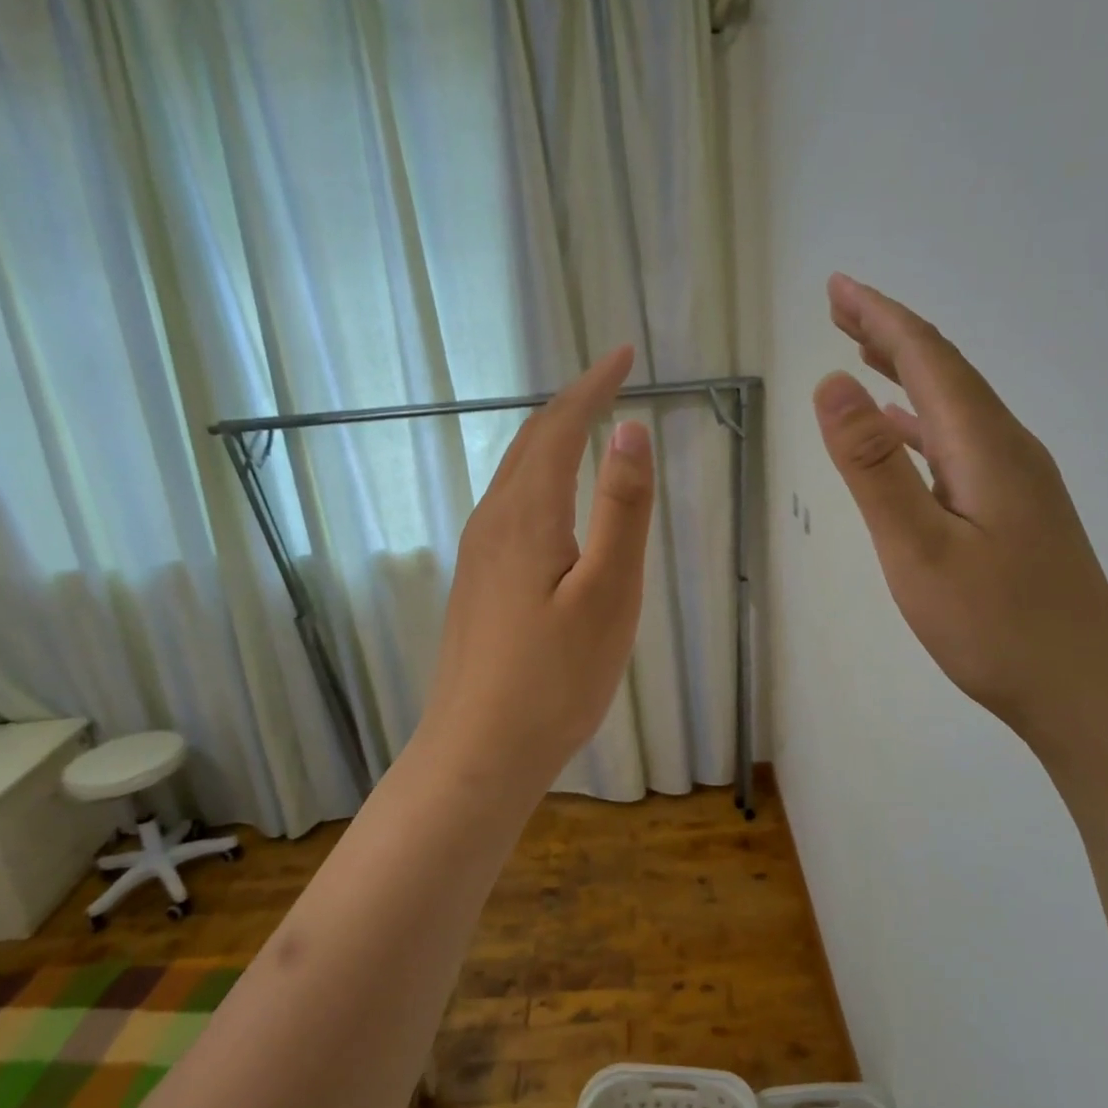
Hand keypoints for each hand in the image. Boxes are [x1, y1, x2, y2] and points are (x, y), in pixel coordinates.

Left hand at [412, 346, 654, 797]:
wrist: (478, 752)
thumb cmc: (555, 679)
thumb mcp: (608, 593)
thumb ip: (620, 510)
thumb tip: (630, 430)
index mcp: (527, 516)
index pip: (560, 428)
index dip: (593, 387)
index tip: (624, 355)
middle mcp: (494, 523)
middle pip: (530, 443)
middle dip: (572, 403)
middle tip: (611, 379)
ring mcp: (478, 554)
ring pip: (515, 474)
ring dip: (552, 438)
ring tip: (587, 423)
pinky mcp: (477, 583)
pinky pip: (509, 505)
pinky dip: (538, 476)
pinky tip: (552, 497)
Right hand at [813, 274, 1107, 752]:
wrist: (1084, 690)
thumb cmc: (995, 626)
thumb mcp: (918, 548)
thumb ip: (874, 467)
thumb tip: (832, 383)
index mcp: (985, 445)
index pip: (929, 358)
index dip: (881, 318)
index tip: (837, 288)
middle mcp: (1007, 448)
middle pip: (946, 371)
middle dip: (891, 333)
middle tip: (840, 308)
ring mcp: (1016, 480)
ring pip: (954, 406)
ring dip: (907, 374)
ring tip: (863, 355)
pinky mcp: (1014, 510)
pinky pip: (959, 443)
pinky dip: (922, 423)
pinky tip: (904, 436)